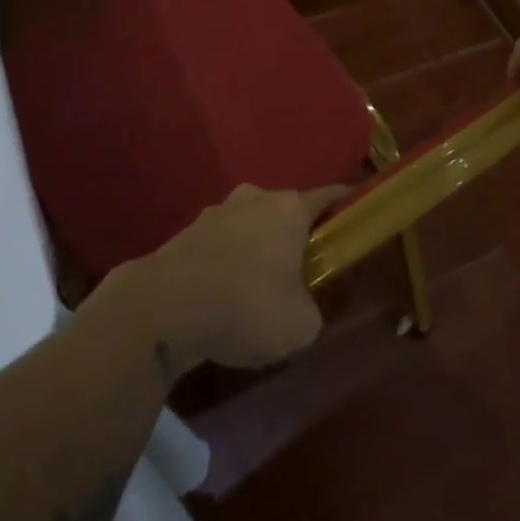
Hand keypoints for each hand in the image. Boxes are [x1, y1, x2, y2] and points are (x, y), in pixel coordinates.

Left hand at [126, 182, 347, 376]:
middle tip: (302, 269)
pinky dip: (225, 263)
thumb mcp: (301, 324)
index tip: (355, 216)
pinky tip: (221, 297)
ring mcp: (214, 213)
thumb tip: (301, 306)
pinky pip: (218, 245)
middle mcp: (253, 199)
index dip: (346, 205)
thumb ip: (311, 309)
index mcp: (289, 208)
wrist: (164, 308)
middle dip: (294, 234)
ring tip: (256, 289)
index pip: (329, 196)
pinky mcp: (184, 233)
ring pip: (248, 226)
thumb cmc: (247, 307)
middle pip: (285, 210)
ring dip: (256, 249)